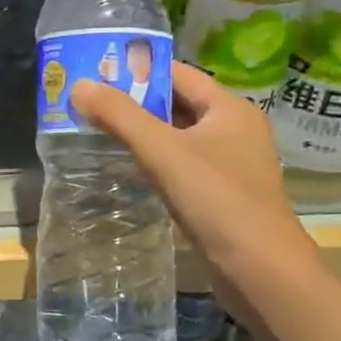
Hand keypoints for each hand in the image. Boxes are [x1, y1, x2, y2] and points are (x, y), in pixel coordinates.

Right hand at [70, 64, 319, 310]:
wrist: (261, 272)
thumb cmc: (217, 200)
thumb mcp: (163, 151)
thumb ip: (120, 116)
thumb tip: (80, 85)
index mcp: (229, 109)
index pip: (179, 74)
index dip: (139, 69)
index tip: (98, 70)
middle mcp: (235, 130)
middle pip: (178, 104)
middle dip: (135, 102)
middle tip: (90, 100)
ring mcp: (231, 165)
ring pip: (179, 137)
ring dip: (143, 133)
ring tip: (98, 130)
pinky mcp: (223, 195)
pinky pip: (183, 165)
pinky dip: (155, 161)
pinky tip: (126, 169)